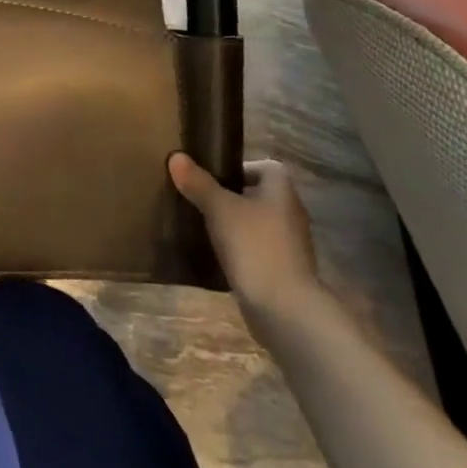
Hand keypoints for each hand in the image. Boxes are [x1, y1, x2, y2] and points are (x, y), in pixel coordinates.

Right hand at [169, 152, 325, 334]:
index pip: (263, 167)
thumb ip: (198, 183)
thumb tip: (176, 156)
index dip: (238, 168)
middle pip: (257, 195)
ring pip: (255, 224)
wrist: (285, 311)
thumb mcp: (219, 209)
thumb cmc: (255, 247)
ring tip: (202, 226)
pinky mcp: (283, 272)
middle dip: (229, 197)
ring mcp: (288, 245)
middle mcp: (290, 213)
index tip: (211, 177)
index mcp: (281, 190)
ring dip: (233, 225)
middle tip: (198, 199)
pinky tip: (215, 256)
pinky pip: (256, 250)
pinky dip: (239, 251)